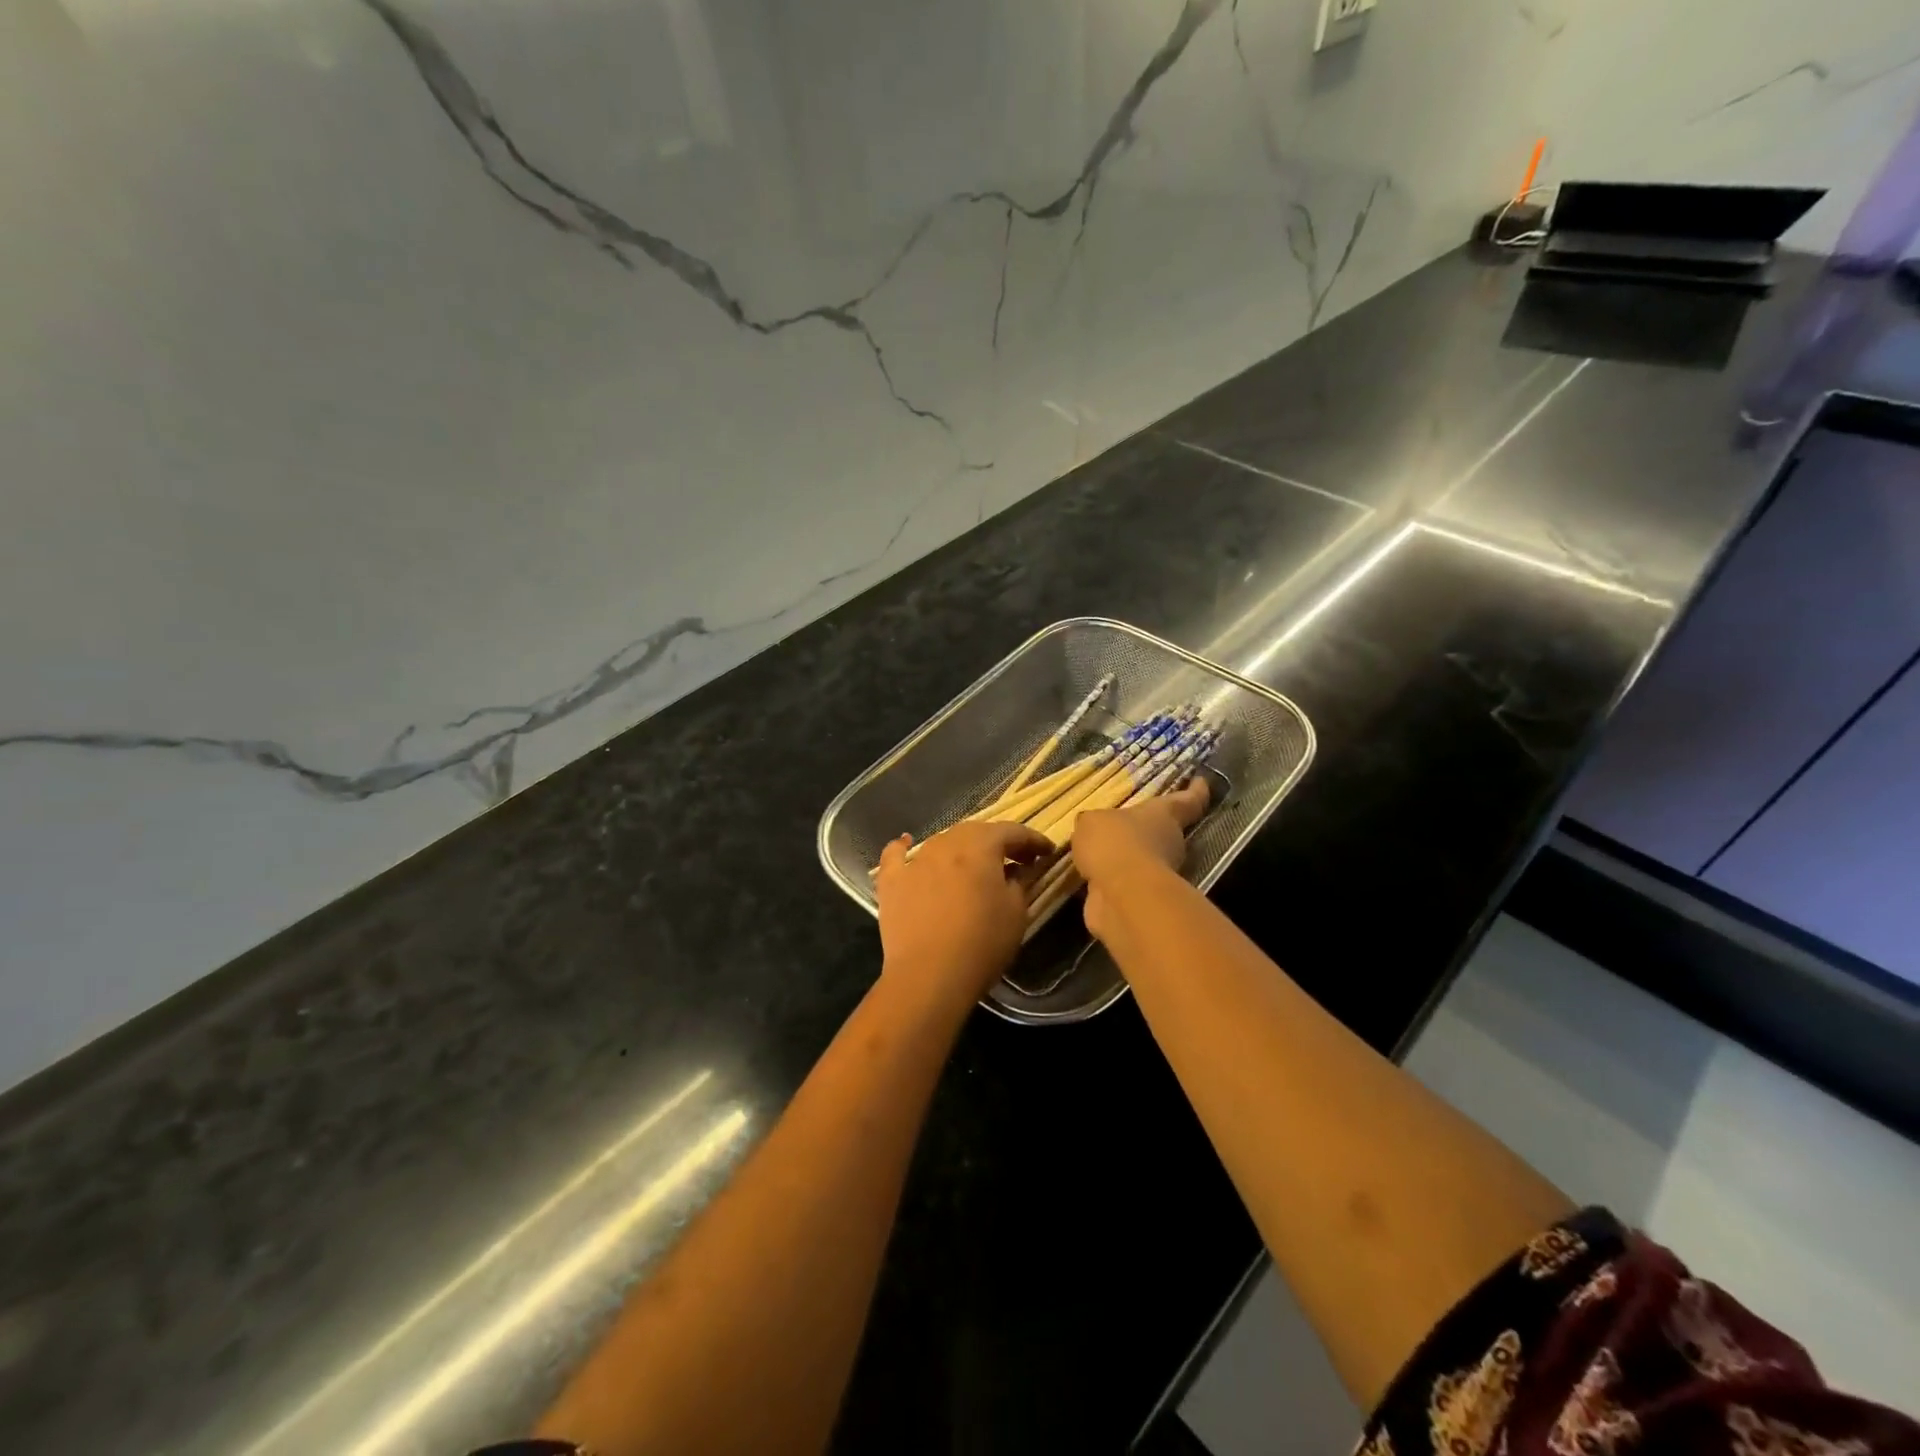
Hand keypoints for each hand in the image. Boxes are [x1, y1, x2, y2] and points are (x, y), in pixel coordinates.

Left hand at [875, 821, 1054, 1004]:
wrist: (928, 976)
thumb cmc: (982, 943)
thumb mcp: (1016, 913)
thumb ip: (1020, 882)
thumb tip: (1019, 869)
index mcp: (980, 846)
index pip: (1012, 831)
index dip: (1033, 839)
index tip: (1047, 852)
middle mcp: (946, 843)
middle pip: (976, 832)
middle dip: (999, 842)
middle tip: (1017, 859)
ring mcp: (915, 860)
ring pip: (942, 841)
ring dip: (962, 847)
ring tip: (974, 863)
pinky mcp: (891, 881)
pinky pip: (896, 855)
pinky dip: (904, 847)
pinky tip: (906, 844)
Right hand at [1072, 779, 1210, 940]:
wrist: (1122, 896)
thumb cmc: (1115, 843)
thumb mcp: (1092, 822)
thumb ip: (1093, 823)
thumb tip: (1092, 829)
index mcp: (1162, 815)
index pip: (1186, 800)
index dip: (1195, 791)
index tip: (1201, 781)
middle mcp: (1167, 842)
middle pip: (1163, 831)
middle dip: (1147, 829)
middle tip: (1125, 823)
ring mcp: (1156, 874)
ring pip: (1142, 859)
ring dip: (1126, 857)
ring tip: (1099, 851)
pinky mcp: (1141, 900)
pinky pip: (1123, 883)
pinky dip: (1111, 881)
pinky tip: (1092, 876)